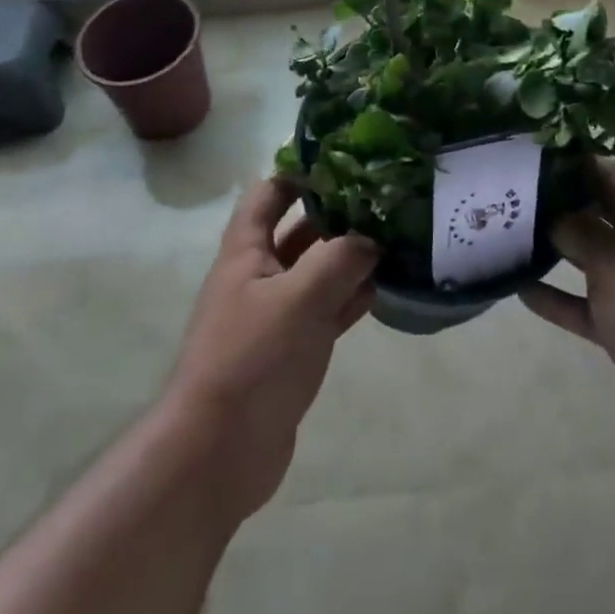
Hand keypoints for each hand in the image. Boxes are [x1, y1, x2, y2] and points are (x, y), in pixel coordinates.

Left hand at [160, 179, 376, 522]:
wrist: (218, 453)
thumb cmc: (251, 358)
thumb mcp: (298, 298)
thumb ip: (338, 260)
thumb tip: (371, 238)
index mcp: (246, 250)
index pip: (270, 192)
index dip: (301, 172)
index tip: (347, 160)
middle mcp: (260, 274)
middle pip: (300, 229)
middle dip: (338, 213)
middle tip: (385, 198)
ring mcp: (276, 313)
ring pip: (317, 270)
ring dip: (350, 256)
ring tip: (396, 236)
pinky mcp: (293, 348)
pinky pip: (327, 309)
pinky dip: (352, 297)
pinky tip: (385, 287)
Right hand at [521, 160, 614, 484]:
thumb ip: (582, 232)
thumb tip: (556, 215)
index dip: (582, 165)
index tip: (539, 155)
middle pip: (606, 217)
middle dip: (564, 205)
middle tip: (515, 193)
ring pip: (595, 261)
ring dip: (558, 250)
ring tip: (512, 234)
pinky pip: (590, 306)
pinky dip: (561, 298)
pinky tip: (523, 289)